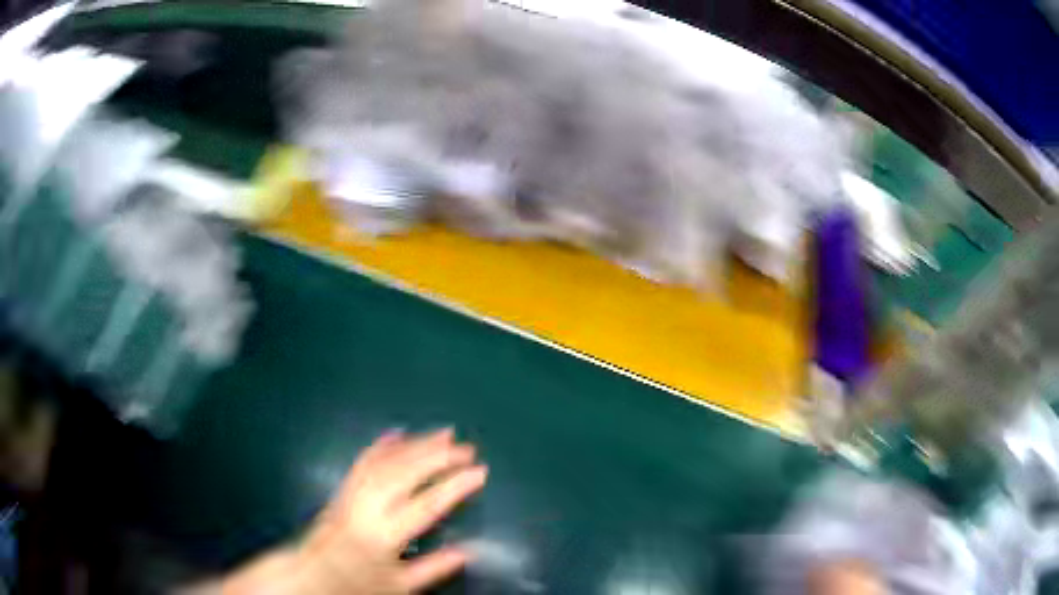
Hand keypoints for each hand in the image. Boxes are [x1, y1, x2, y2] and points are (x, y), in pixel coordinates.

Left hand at [210, 429, 487, 594]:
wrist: (311, 575)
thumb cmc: (357, 584)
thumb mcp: (399, 586)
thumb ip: (432, 568)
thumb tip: (465, 552)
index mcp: (383, 535)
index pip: (425, 504)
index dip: (454, 486)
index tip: (479, 471)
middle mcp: (366, 508)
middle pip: (404, 473)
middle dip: (436, 456)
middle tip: (464, 446)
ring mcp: (352, 495)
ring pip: (385, 461)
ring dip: (415, 445)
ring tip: (441, 434)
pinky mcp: (343, 490)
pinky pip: (363, 461)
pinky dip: (381, 446)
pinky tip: (396, 434)